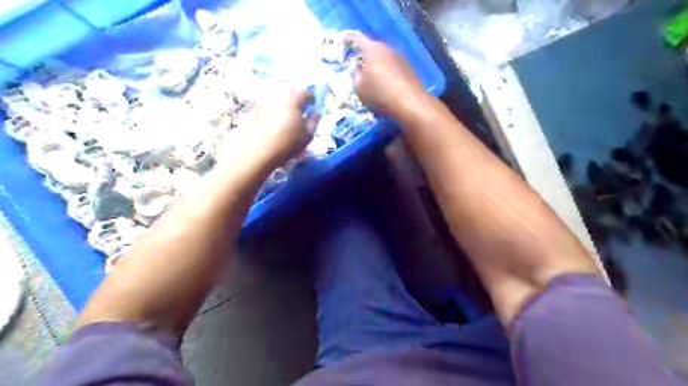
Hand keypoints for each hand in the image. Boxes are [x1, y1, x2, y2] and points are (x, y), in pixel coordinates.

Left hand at [219, 89, 318, 167]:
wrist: (258, 151)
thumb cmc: (288, 143)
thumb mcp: (308, 135)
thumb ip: (314, 120)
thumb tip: (316, 112)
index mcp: (293, 98)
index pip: (306, 92)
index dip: (311, 99)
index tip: (312, 108)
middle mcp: (278, 95)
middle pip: (290, 91)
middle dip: (297, 100)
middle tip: (300, 113)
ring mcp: (264, 101)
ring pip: (278, 98)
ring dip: (284, 105)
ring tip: (287, 118)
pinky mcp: (254, 110)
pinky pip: (268, 105)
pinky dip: (272, 110)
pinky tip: (274, 123)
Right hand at [347, 34, 428, 122]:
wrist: (411, 104)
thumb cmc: (380, 95)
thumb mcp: (360, 89)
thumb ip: (355, 76)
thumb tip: (357, 70)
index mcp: (372, 49)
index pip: (356, 38)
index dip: (348, 39)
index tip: (342, 42)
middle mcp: (387, 48)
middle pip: (371, 48)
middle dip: (363, 56)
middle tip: (356, 67)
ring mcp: (400, 57)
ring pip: (382, 58)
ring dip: (375, 65)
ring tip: (370, 79)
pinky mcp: (408, 68)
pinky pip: (392, 66)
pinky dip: (385, 72)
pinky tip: (384, 85)